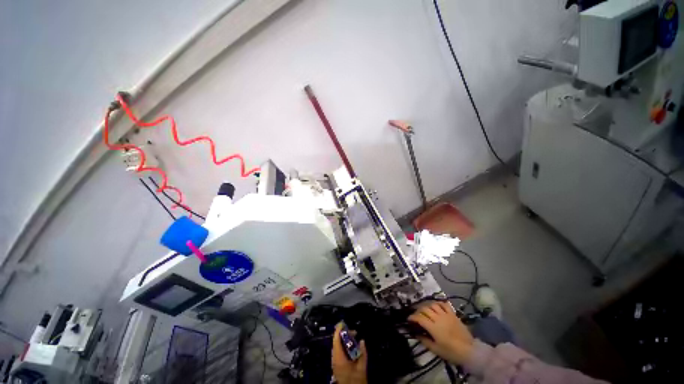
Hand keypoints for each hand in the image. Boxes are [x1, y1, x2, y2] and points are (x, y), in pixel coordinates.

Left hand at [332, 323, 367, 383]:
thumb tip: (362, 341)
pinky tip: (351, 348)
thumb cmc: (356, 380)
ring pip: (337, 347)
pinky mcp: (336, 366)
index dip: (339, 330)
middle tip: (354, 333)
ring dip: (345, 341)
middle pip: (336, 342)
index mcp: (339, 358)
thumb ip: (363, 353)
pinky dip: (344, 347)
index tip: (343, 323)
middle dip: (345, 335)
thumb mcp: (362, 367)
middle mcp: (334, 359)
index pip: (336, 339)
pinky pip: (338, 352)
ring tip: (354, 339)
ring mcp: (334, 363)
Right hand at [408, 301, 474, 364]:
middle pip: (425, 309)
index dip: (412, 317)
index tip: (409, 319)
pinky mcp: (453, 314)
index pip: (419, 318)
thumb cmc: (451, 352)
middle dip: (418, 311)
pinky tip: (436, 306)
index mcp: (433, 327)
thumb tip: (416, 334)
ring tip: (425, 310)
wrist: (469, 351)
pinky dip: (438, 303)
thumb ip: (425, 341)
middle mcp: (438, 318)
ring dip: (427, 306)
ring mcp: (446, 315)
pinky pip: (444, 304)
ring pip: (433, 305)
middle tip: (416, 315)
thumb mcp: (436, 350)